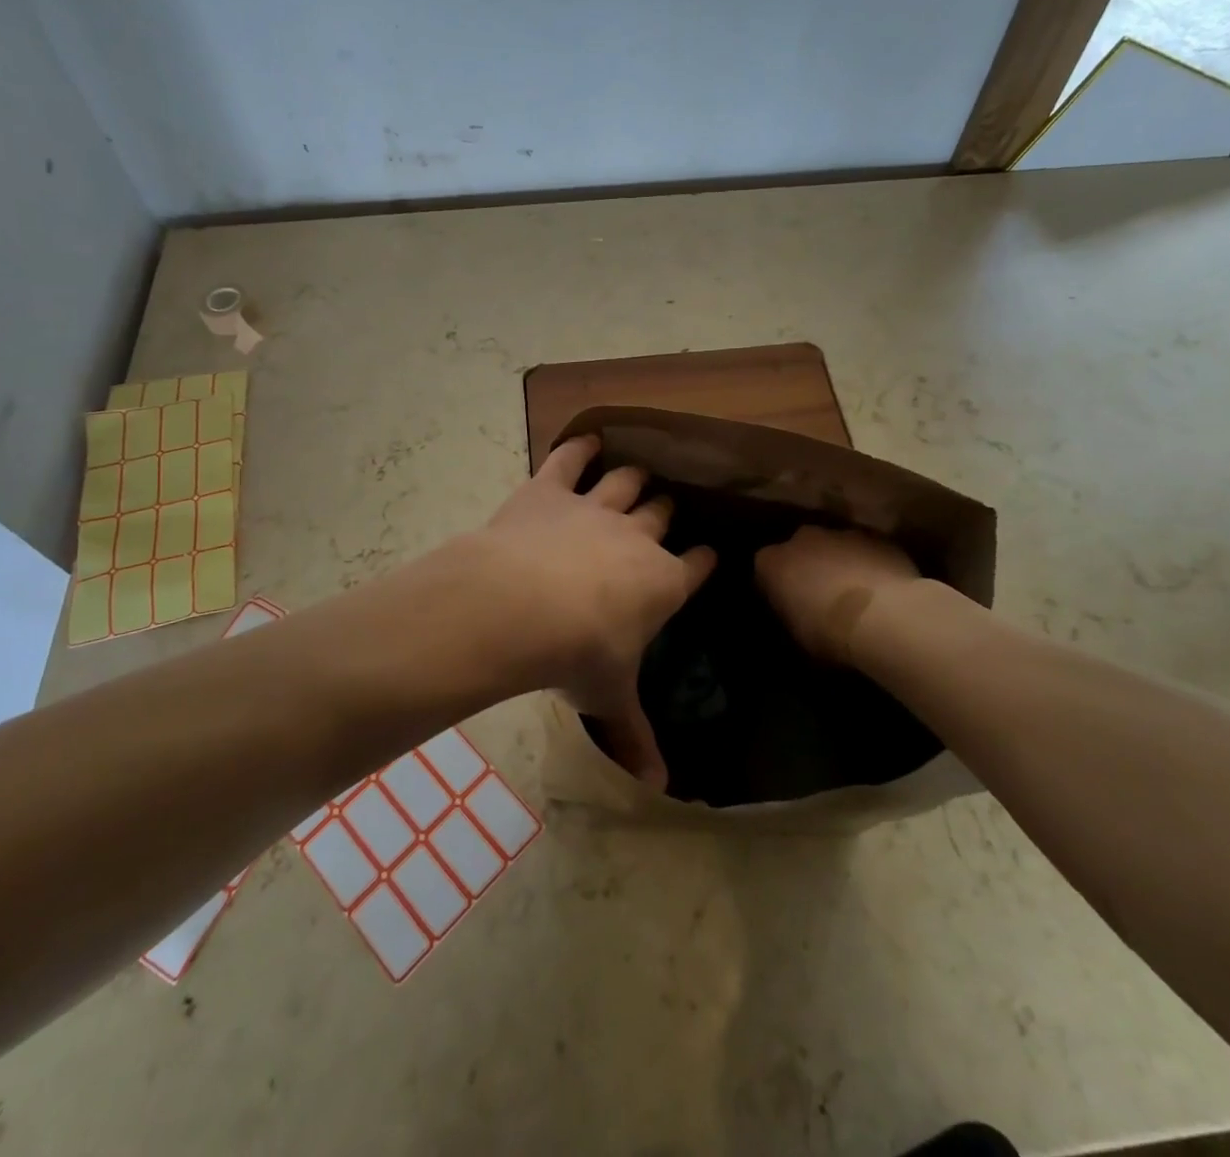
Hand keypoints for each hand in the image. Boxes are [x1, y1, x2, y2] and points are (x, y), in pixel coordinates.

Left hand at [468, 436, 714, 785]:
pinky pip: (569, 460)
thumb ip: (633, 737)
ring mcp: (594, 508)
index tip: (709, 554)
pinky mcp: (550, 490)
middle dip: (666, 513)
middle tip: (666, 511)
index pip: (695, 566)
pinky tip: (585, 440)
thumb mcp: (608, 699)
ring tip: (638, 474)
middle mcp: (636, 537)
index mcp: (662, 583)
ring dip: (633, 478)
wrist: (520, 606)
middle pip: (662, 514)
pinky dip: (578, 448)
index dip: (702, 560)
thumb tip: (660, 789)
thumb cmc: (577, 655)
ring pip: (626, 482)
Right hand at [754, 526, 919, 665]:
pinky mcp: (877, 538)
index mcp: (772, 561)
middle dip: (809, 566)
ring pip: (837, 546)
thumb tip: (800, 613)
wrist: (884, 616)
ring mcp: (842, 534)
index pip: (766, 568)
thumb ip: (792, 612)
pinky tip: (883, 589)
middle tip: (822, 595)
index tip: (789, 605)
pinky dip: (871, 564)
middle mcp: (802, 538)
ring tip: (857, 593)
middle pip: (802, 548)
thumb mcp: (797, 633)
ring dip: (842, 563)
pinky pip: (868, 550)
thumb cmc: (828, 632)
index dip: (778, 587)